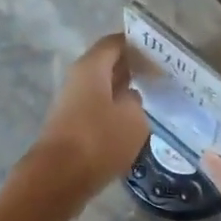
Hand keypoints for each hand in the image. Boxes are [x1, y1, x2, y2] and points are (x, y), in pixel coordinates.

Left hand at [25, 34, 148, 200]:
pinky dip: (115, 112)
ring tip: (153, 99)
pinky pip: (98, 110)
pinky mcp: (71, 127)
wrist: (58, 178)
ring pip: (103, 89)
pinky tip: (134, 124)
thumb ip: (136, 101)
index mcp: (91, 67)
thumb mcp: (133, 118)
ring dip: (124, 92)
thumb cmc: (99, 140)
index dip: (138, 44)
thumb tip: (129, 98)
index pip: (115, 43)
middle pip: (107, 65)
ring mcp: (72, 104)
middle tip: (162, 75)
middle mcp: (77, 80)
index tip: (160, 52)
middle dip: (133, 68)